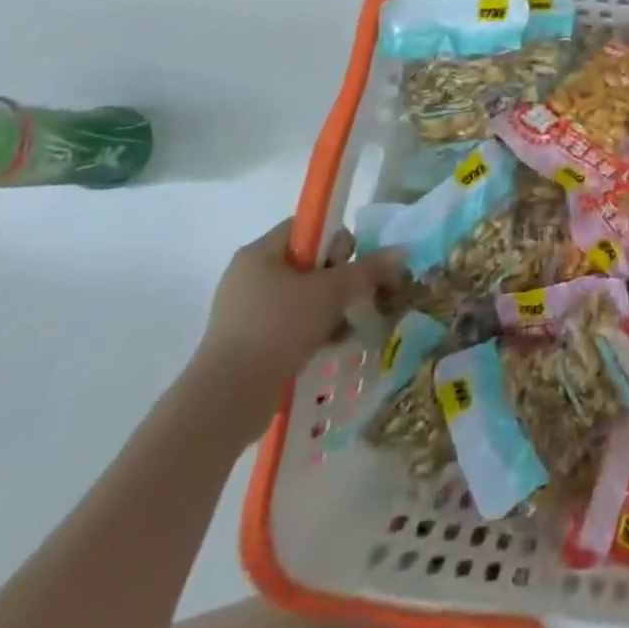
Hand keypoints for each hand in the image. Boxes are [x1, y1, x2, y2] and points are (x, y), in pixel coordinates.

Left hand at [185, 219, 401, 441]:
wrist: (226, 400)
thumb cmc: (277, 328)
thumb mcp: (331, 292)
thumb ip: (368, 269)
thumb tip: (402, 251)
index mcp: (260, 253)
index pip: (308, 227)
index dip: (335, 239)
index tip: (348, 264)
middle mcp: (249, 276)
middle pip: (309, 262)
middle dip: (338, 278)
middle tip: (350, 297)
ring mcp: (246, 312)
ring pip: (303, 296)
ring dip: (330, 307)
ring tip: (345, 326)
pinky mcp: (248, 343)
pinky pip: (291, 324)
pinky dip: (314, 330)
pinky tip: (331, 344)